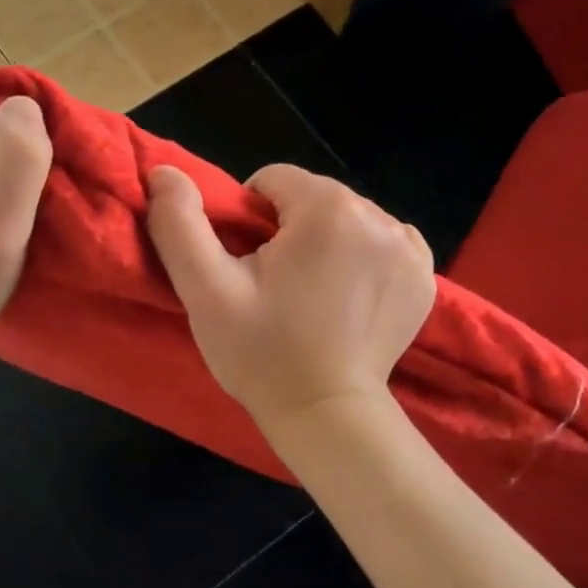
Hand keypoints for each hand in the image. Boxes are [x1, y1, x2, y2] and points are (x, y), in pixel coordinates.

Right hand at [145, 162, 434, 426]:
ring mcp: (409, 247)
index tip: (248, 266)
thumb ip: (179, 224)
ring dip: (326, 242)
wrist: (325, 414)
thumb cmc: (262, 352)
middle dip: (290, 229)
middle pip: (313, 198)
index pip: (273, 180)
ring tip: (311, 295)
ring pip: (348, 219)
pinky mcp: (424, 276)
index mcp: (327, 209)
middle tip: (275, 286)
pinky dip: (363, 258)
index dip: (248, 218)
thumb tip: (163, 172)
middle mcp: (378, 216)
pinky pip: (383, 243)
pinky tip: (347, 296)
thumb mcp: (206, 290)